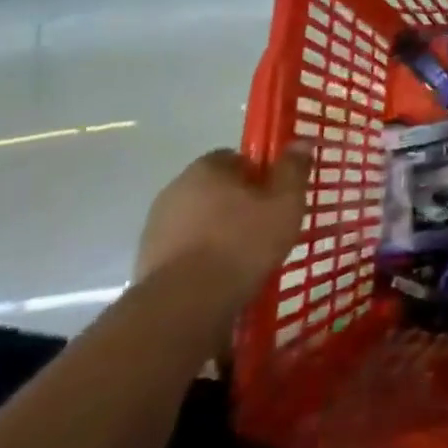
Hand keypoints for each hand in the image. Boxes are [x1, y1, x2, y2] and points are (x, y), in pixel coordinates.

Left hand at [136, 145, 312, 312]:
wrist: (183, 306)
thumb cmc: (241, 244)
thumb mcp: (284, 204)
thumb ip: (293, 170)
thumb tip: (301, 141)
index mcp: (207, 168)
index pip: (237, 158)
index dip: (259, 175)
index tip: (275, 198)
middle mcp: (176, 189)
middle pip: (216, 190)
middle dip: (237, 205)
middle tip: (264, 228)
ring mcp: (156, 227)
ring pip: (199, 221)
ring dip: (217, 233)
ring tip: (243, 259)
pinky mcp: (146, 262)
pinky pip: (184, 251)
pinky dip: (200, 259)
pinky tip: (219, 279)